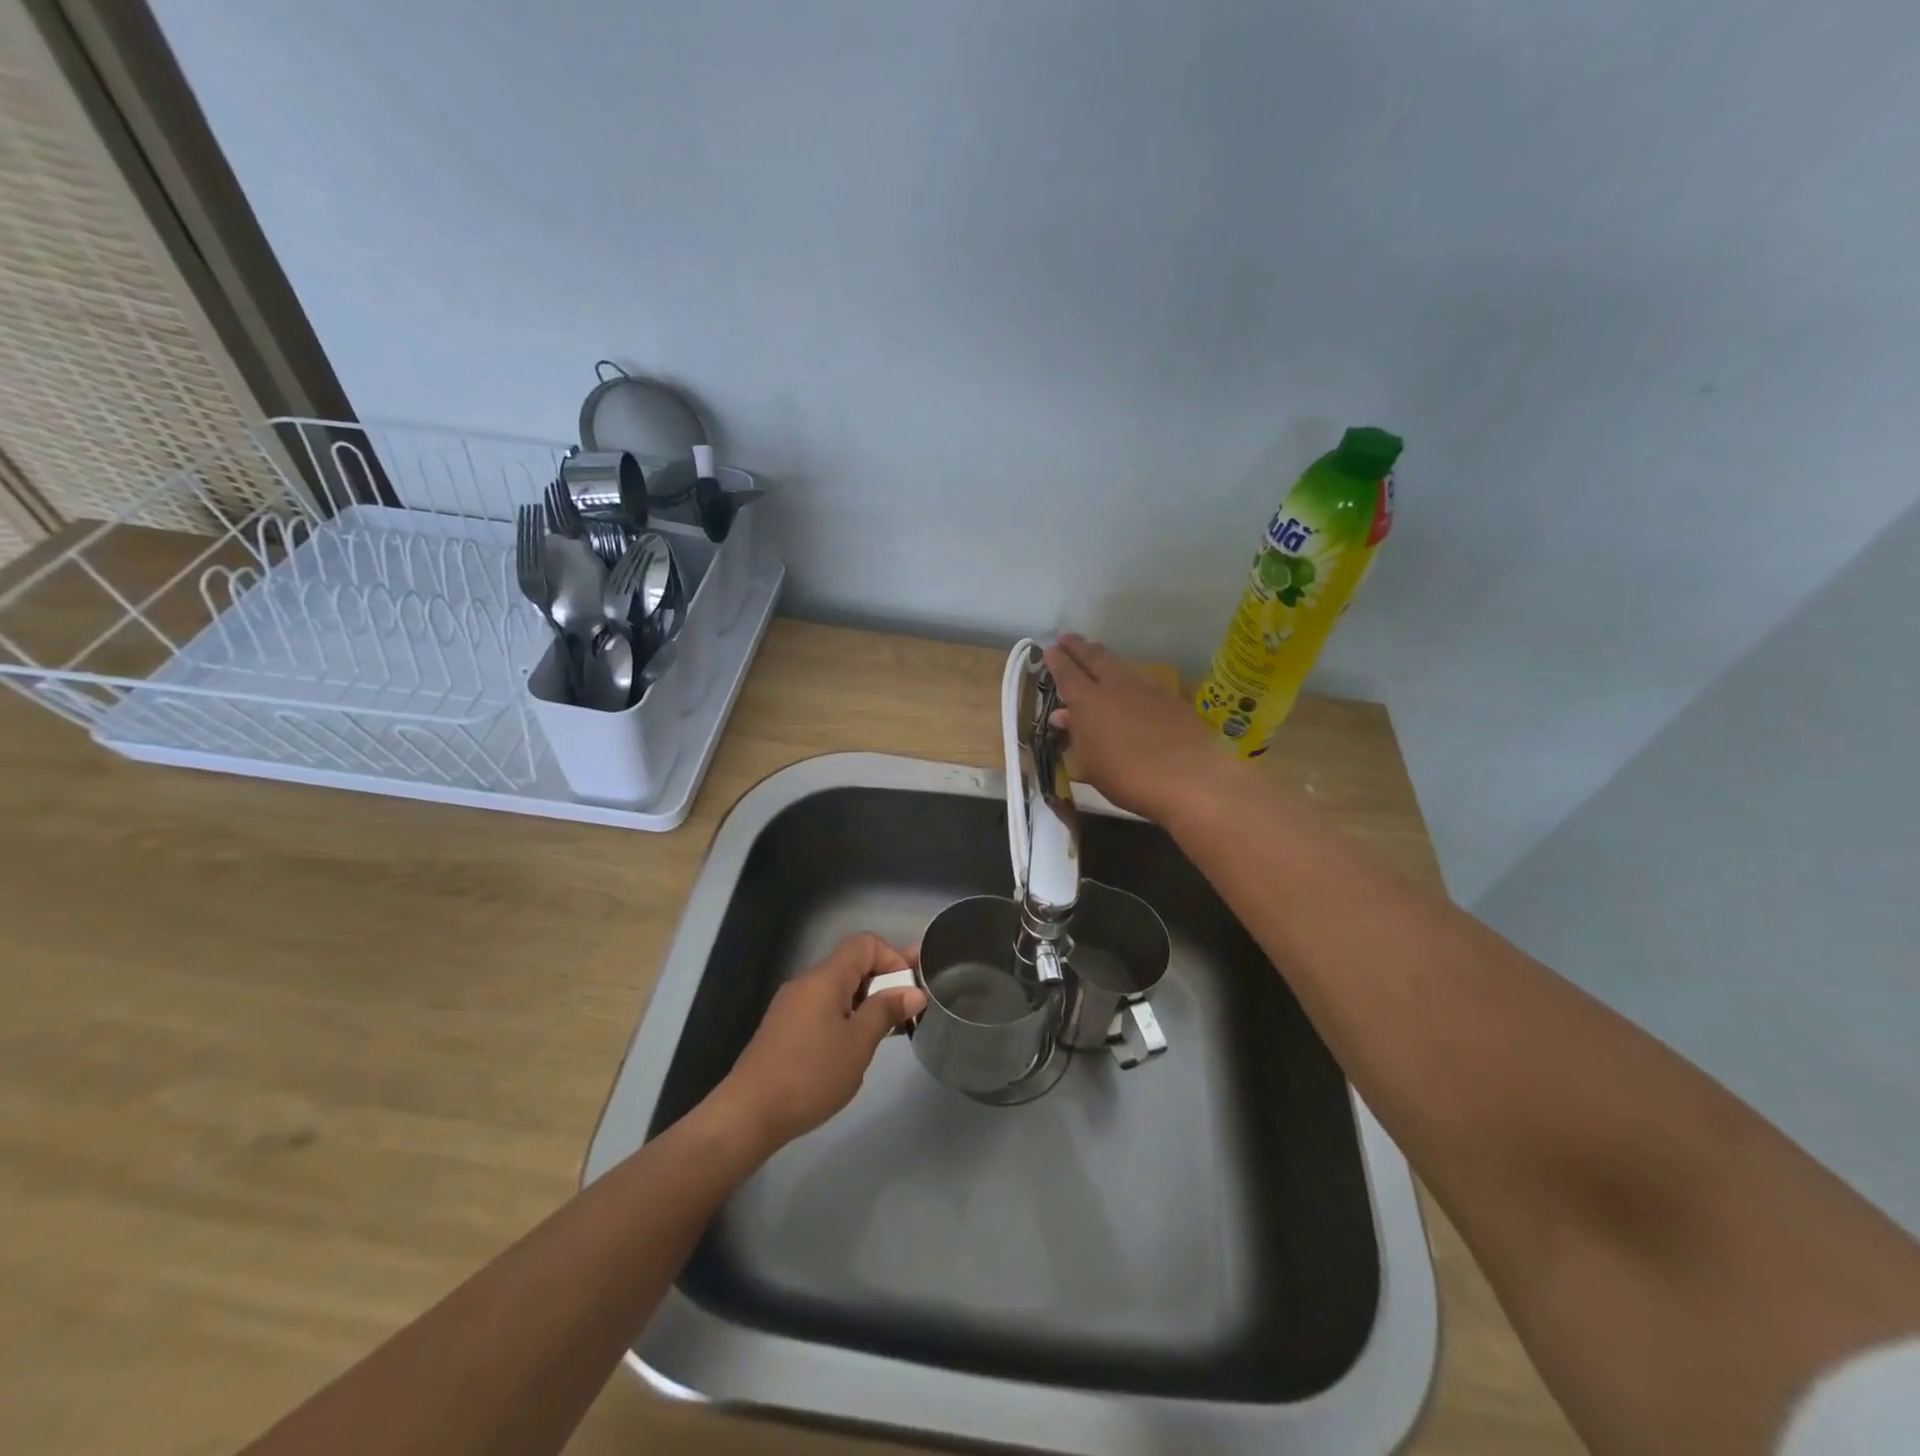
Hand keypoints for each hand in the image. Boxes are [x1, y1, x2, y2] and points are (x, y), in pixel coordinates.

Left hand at [709, 933, 926, 1151]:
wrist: (748, 1113)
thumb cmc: (810, 1075)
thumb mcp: (858, 1043)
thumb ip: (886, 1011)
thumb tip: (913, 992)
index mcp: (825, 978)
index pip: (864, 943)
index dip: (892, 957)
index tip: (907, 990)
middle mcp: (806, 982)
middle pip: (851, 963)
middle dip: (883, 979)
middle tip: (910, 1006)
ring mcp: (791, 1005)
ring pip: (837, 988)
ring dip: (865, 1000)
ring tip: (887, 1028)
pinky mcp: (783, 1028)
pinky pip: (822, 1007)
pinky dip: (845, 1015)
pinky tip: (854, 1046)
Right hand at [1043, 632, 1226, 823]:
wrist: (1189, 778)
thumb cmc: (1127, 777)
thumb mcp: (1089, 764)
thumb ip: (1076, 735)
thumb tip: (1064, 716)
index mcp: (1089, 702)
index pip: (1067, 673)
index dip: (1057, 660)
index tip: (1049, 649)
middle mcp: (1117, 687)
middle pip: (1095, 657)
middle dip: (1078, 646)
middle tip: (1066, 637)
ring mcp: (1147, 690)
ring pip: (1121, 666)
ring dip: (1104, 660)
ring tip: (1096, 658)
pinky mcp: (1172, 699)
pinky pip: (1143, 683)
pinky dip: (1129, 682)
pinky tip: (1130, 692)